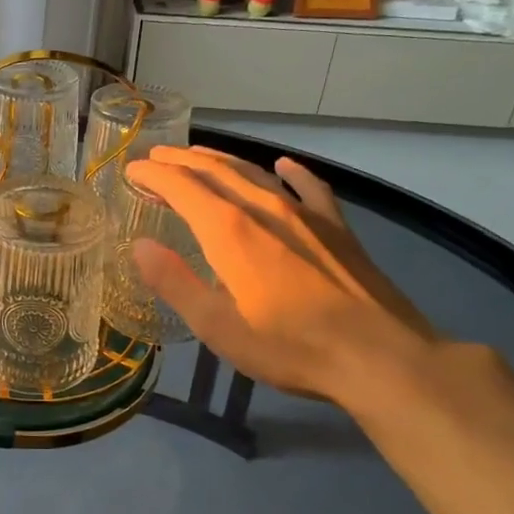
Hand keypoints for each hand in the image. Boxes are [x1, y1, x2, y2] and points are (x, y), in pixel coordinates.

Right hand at [125, 146, 441, 412]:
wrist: (380, 357)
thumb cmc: (289, 346)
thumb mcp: (218, 326)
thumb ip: (175, 282)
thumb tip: (141, 246)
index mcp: (228, 228)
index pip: (180, 185)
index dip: (152, 173)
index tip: (132, 170)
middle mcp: (262, 206)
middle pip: (214, 169)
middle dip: (180, 159)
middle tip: (156, 156)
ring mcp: (303, 212)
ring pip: (253, 172)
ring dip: (220, 160)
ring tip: (198, 156)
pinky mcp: (336, 227)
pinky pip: (308, 186)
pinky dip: (290, 172)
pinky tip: (283, 166)